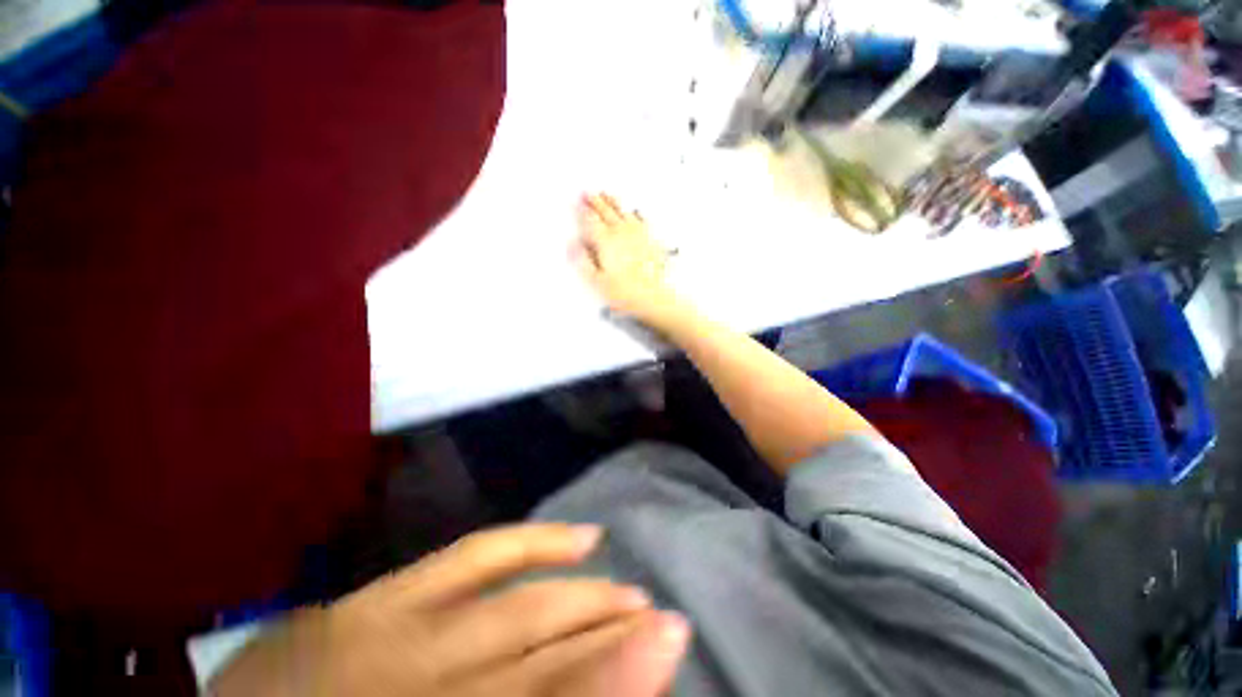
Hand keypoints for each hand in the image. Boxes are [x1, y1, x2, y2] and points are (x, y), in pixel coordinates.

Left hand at [212, 523, 689, 696]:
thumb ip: (520, 687)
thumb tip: (585, 674)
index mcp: (432, 695)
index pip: (545, 688)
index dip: (615, 672)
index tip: (671, 641)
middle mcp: (415, 673)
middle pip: (536, 648)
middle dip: (608, 634)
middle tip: (665, 618)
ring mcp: (392, 626)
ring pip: (511, 598)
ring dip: (575, 590)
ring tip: (624, 580)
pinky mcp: (377, 596)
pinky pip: (469, 555)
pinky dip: (524, 543)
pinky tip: (567, 537)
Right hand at [573, 193, 685, 328]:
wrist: (652, 297)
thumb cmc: (624, 292)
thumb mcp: (596, 281)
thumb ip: (583, 261)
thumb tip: (573, 246)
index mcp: (606, 242)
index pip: (590, 222)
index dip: (582, 211)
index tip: (577, 202)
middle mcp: (621, 234)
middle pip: (606, 213)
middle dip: (596, 202)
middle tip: (588, 193)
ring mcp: (637, 236)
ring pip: (623, 213)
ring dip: (613, 203)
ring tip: (607, 194)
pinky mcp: (650, 241)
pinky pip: (641, 221)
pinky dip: (635, 213)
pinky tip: (634, 211)